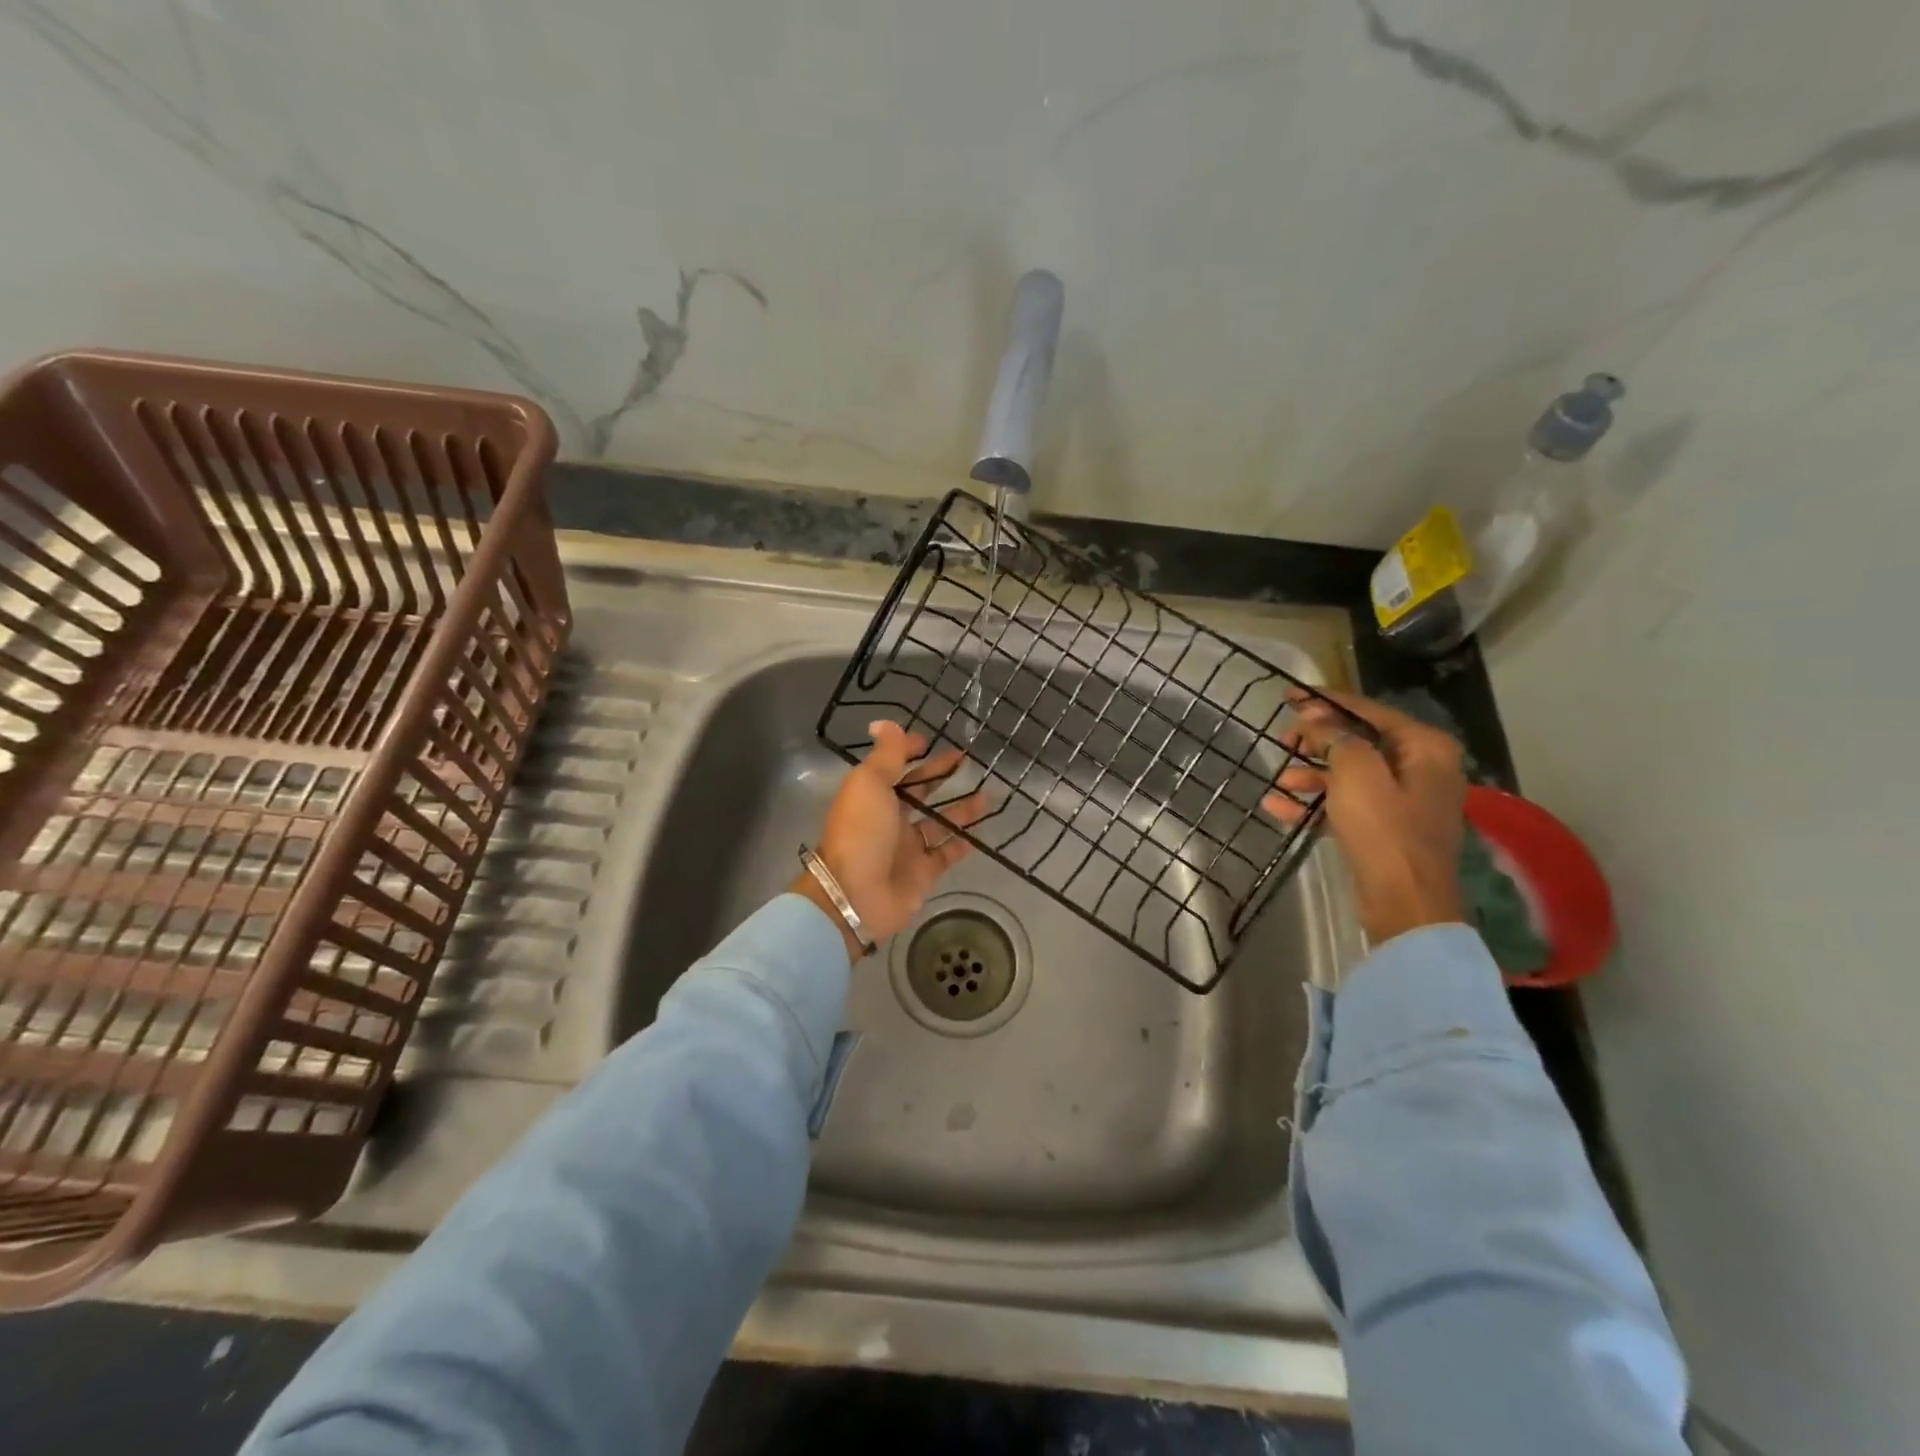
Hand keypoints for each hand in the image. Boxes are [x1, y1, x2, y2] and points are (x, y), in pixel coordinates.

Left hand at [790, 721, 988, 958]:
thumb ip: (885, 754)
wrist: (856, 895)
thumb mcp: (870, 783)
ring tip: (988, 792)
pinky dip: (964, 841)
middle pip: (919, 792)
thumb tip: (883, 723)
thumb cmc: (862, 832)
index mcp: (871, 795)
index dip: (909, 752)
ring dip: (961, 807)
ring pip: (939, 822)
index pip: (893, 767)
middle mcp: (889, 819)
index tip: (931, 740)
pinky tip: (984, 827)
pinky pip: (948, 852)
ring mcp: (907, 847)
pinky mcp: (924, 872)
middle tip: (968, 760)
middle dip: (940, 775)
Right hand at [1261, 690, 1465, 944]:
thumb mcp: (1356, 773)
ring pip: (1350, 775)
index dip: (1326, 701)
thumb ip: (1336, 738)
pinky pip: (1347, 805)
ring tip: (1279, 779)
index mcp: (1424, 747)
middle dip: (1317, 740)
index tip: (1290, 695)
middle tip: (1282, 739)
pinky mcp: (1387, 829)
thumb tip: (1319, 722)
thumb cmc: (1384, 829)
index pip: (1369, 711)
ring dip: (1312, 774)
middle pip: (1360, 741)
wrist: (1404, 903)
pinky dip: (1316, 804)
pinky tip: (1278, 807)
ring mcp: (1405, 801)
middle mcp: (1421, 768)